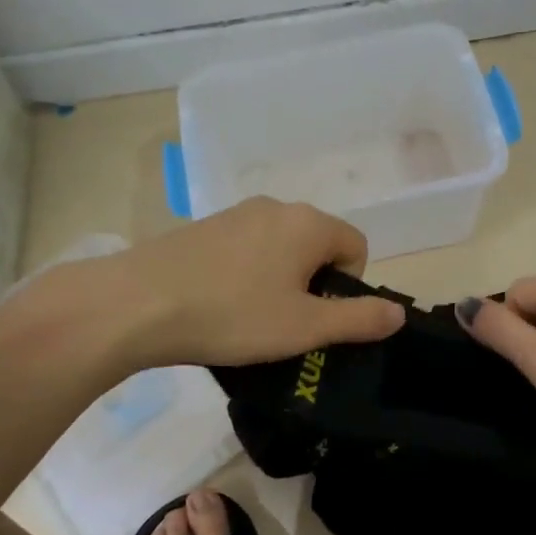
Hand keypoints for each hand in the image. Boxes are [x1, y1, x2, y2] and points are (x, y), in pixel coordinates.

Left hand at [107, 198, 405, 367]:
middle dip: (314, 284)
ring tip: (250, 319)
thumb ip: (358, 320)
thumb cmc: (232, 315)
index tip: (319, 320)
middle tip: (287, 324)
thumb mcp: (304, 328)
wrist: (136, 303)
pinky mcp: (204, 227)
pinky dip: (246, 274)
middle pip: (318, 244)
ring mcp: (236, 213)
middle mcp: (276, 207)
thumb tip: (399, 314)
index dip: (349, 287)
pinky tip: (219, 304)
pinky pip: (245, 249)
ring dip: (279, 280)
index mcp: (308, 223)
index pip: (356, 246)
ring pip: (280, 247)